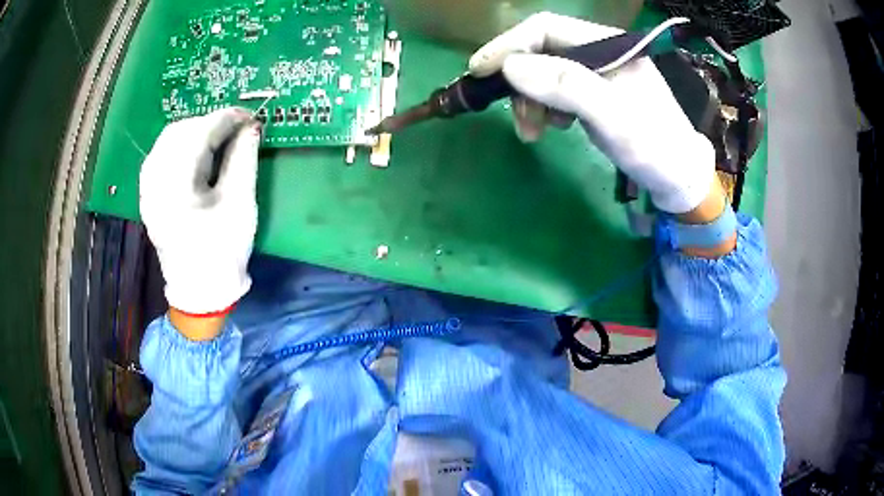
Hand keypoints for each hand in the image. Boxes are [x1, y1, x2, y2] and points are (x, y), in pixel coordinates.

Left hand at [140, 108, 261, 328]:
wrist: (200, 290)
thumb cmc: (223, 252)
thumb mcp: (239, 205)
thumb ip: (244, 159)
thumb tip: (251, 127)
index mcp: (176, 189)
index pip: (198, 135)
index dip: (226, 119)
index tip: (250, 117)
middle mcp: (154, 184)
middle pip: (178, 132)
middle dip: (209, 123)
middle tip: (235, 129)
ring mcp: (147, 190)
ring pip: (167, 141)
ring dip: (194, 132)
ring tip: (218, 138)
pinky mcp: (149, 195)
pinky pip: (161, 156)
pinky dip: (181, 146)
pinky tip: (197, 153)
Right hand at [468, 12, 716, 214]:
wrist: (678, 177)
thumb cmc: (653, 146)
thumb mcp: (613, 116)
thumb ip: (567, 85)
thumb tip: (510, 66)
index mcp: (608, 43)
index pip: (546, 28)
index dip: (509, 45)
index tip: (479, 72)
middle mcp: (599, 50)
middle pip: (541, 50)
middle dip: (520, 81)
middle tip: (516, 118)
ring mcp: (596, 72)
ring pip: (544, 73)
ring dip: (530, 100)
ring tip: (534, 131)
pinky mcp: (594, 92)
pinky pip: (555, 91)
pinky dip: (544, 108)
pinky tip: (553, 126)